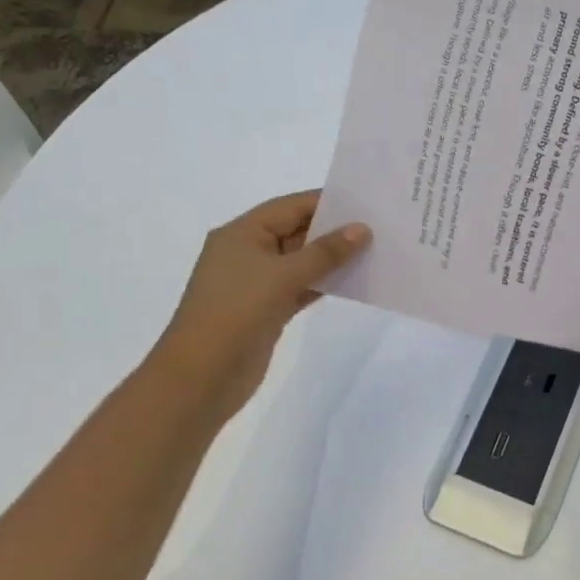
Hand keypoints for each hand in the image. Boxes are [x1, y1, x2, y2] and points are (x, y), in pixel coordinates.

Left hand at [149, 190, 369, 423]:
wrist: (202, 376)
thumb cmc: (237, 312)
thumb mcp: (283, 275)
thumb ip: (325, 251)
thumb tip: (362, 229)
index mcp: (241, 233)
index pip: (290, 207)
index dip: (326, 202)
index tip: (366, 202)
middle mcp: (247, 252)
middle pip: (296, 231)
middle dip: (334, 230)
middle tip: (378, 226)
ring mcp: (256, 283)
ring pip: (301, 262)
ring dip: (332, 259)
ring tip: (374, 251)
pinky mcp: (267, 309)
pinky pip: (301, 287)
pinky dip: (324, 283)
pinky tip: (354, 281)